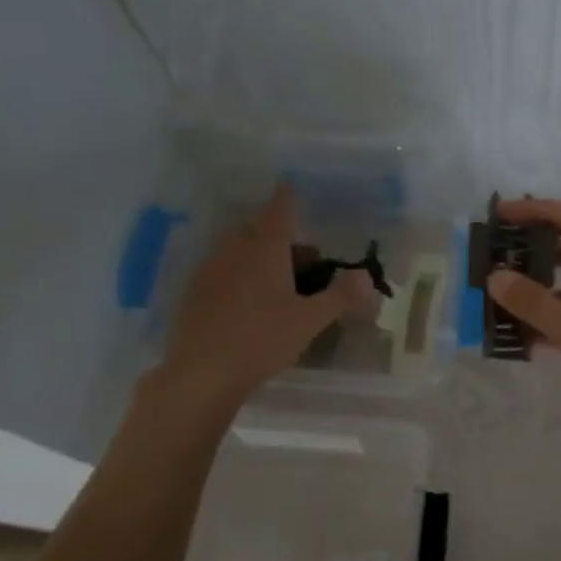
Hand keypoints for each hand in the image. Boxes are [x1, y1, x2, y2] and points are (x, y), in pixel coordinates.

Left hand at [152, 184, 375, 409]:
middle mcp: (234, 251)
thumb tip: (367, 276)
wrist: (201, 373)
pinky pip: (221, 270)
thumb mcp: (310, 321)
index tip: (289, 186)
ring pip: (237, 249)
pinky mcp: (193, 293)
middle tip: (301, 258)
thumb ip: (340, 296)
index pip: (279, 211)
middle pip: (257, 230)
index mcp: (265, 250)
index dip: (286, 197)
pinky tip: (247, 302)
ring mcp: (209, 271)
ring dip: (257, 254)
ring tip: (278, 281)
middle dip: (278, 235)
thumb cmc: (262, 340)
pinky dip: (238, 274)